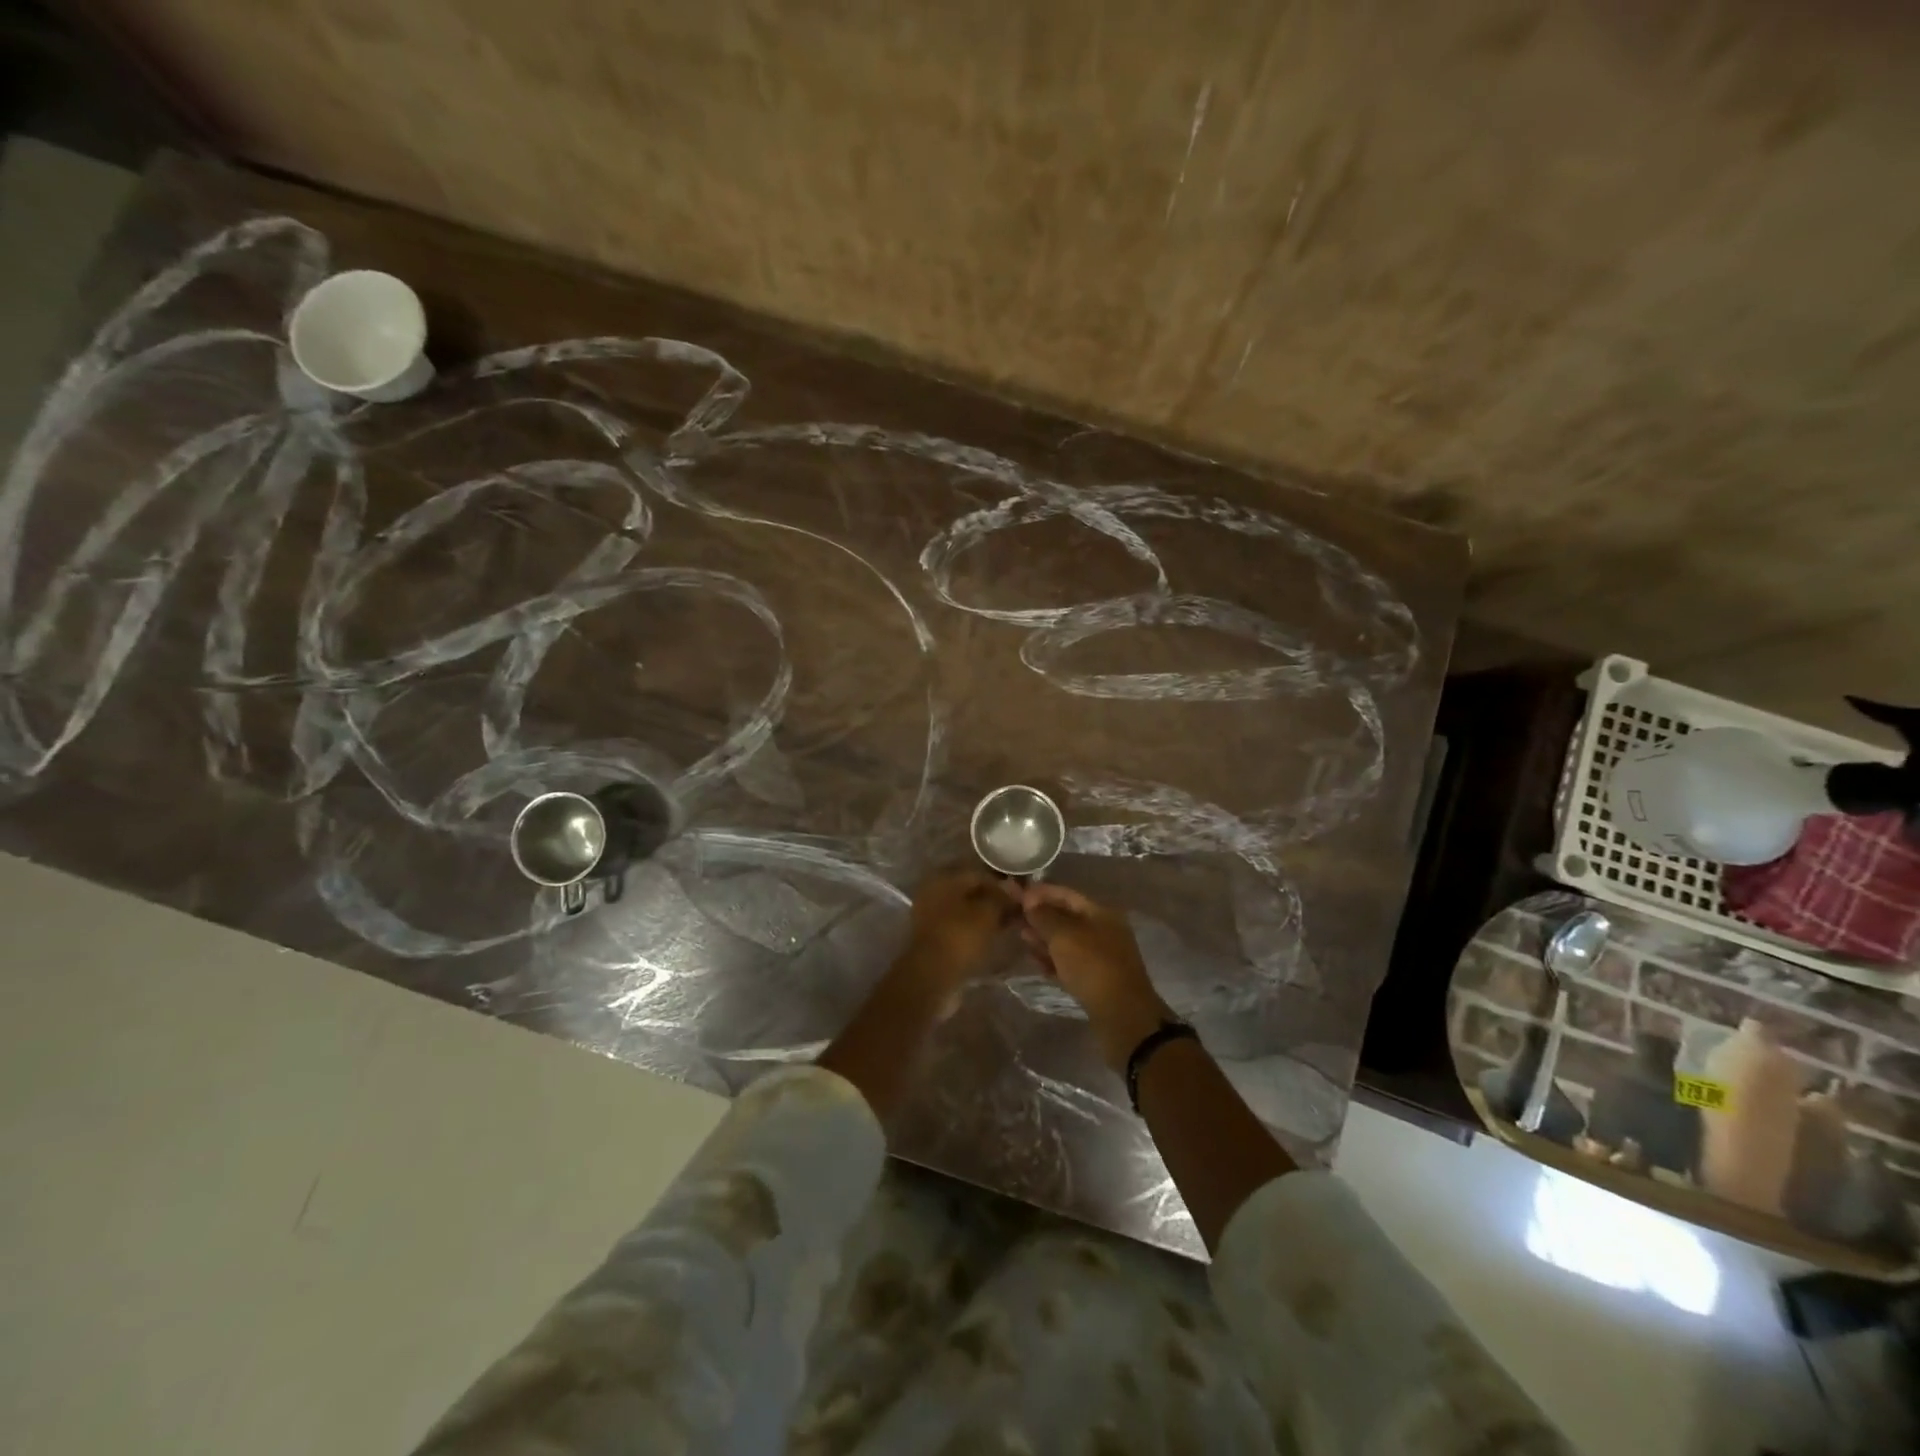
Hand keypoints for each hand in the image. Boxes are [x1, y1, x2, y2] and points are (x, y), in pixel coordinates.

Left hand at [903, 868, 1021, 986]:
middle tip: (1015, 912)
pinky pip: (959, 926)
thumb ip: (1001, 897)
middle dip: (993, 900)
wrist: (932, 976)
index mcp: (943, 879)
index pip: (979, 874)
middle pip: (970, 891)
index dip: (1002, 885)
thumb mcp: (987, 913)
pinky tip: (991, 937)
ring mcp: (930, 915)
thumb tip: (1013, 890)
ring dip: (985, 916)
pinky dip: (974, 930)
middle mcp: (933, 892)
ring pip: (965, 910)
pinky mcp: (932, 937)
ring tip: (1007, 925)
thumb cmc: (960, 936)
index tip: (1020, 898)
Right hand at [1020, 883, 1170, 1069]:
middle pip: (1066, 918)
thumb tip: (1030, 901)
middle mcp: (1103, 931)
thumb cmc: (1093, 966)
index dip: (1041, 893)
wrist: (1122, 1016)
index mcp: (1101, 913)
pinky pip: (1069, 963)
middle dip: (1040, 916)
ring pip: (1066, 942)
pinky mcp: (1095, 980)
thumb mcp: (1064, 936)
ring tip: (1021, 937)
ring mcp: (1100, 957)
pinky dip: (1052, 960)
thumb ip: (1044, 916)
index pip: (1066, 895)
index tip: (1016, 894)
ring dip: (1043, 938)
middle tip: (1013, 917)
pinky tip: (1035, 962)